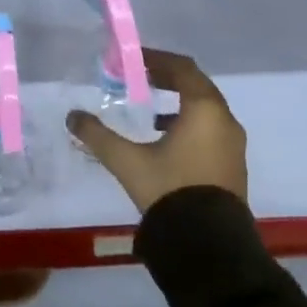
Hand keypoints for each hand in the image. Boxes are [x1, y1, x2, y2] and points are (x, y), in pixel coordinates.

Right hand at [68, 50, 247, 213]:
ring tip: (151, 107)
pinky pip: (211, 130)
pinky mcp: (233, 166)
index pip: (183, 68)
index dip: (157, 59)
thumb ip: (98, 135)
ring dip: (180, 102)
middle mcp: (224, 120)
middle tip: (141, 76)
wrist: (209, 247)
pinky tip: (165, 139)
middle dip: (168, 78)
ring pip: (206, 109)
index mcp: (204, 109)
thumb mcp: (127, 161)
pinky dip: (189, 122)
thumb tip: (72, 116)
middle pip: (196, 85)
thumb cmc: (170, 191)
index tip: (134, 59)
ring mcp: (233, 145)